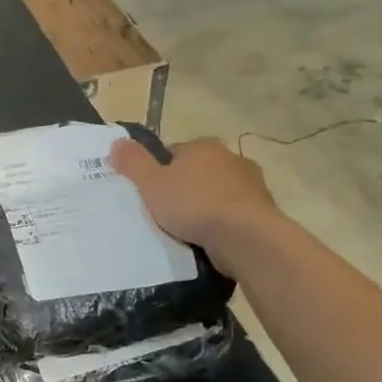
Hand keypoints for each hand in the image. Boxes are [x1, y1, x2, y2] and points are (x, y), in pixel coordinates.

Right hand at [109, 136, 277, 275]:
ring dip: (205, 205)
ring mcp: (251, 183)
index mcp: (202, 146)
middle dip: (184, 188)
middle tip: (166, 213)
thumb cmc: (194, 205)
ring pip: (217, 192)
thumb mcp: (152, 184)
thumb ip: (133, 163)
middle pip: (197, 171)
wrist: (245, 236)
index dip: (159, 171)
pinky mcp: (263, 209)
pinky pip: (233, 212)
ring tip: (188, 230)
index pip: (174, 153)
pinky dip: (222, 222)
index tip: (150, 193)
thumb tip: (117, 142)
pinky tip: (210, 238)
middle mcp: (230, 157)